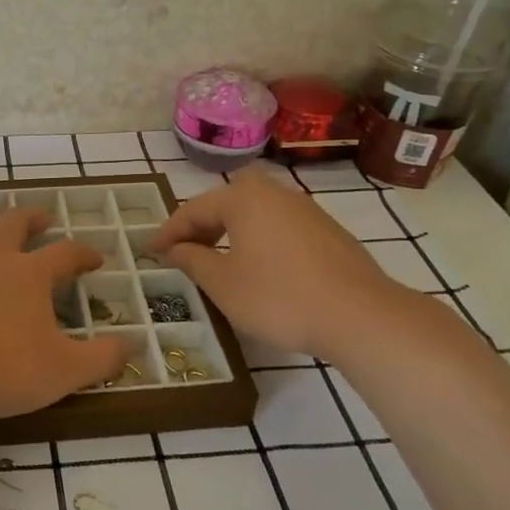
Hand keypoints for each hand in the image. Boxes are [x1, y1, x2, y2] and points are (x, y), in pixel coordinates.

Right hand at [146, 168, 408, 361]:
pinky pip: (279, 226)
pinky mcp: (328, 231)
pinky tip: (260, 267)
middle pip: (227, 202)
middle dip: (202, 224)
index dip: (169, 232)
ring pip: (256, 213)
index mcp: (244, 199)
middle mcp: (275, 194)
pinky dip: (259, 239)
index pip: (194, 209)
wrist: (360, 315)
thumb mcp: (223, 283)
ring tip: (218, 259)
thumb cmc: (279, 297)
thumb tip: (175, 248)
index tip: (149, 250)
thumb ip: (193, 260)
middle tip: (183, 250)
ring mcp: (306, 210)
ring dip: (231, 231)